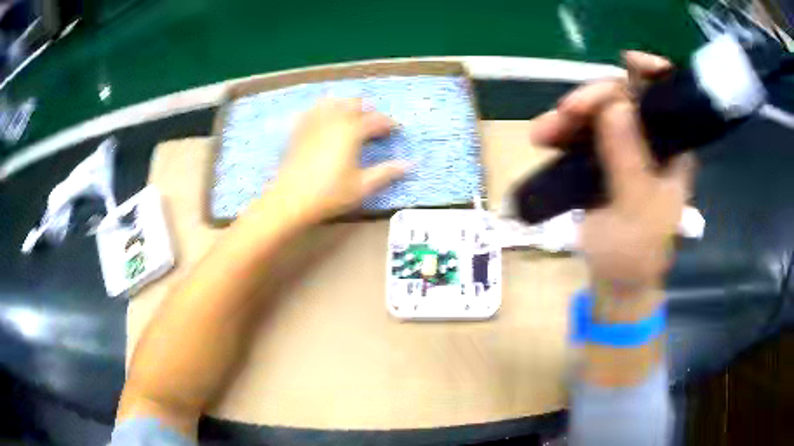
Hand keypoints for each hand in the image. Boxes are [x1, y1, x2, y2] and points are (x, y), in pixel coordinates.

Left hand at [270, 97, 408, 223]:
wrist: (290, 200)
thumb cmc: (329, 194)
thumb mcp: (362, 186)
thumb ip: (386, 172)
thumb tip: (410, 164)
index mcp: (352, 131)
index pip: (376, 120)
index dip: (388, 123)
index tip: (396, 129)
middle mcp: (333, 120)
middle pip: (354, 104)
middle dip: (368, 110)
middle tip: (374, 122)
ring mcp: (313, 123)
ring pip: (332, 102)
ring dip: (345, 104)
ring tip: (351, 114)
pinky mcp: (298, 131)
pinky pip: (311, 111)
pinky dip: (321, 109)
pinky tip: (323, 116)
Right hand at [531, 52, 695, 318]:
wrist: (614, 282)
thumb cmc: (635, 254)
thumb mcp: (636, 210)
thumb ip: (629, 160)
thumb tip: (616, 105)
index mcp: (673, 150)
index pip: (669, 99)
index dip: (652, 73)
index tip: (627, 62)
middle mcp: (651, 142)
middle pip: (625, 98)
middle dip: (595, 98)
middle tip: (566, 112)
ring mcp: (623, 148)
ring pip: (598, 113)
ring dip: (569, 115)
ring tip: (542, 133)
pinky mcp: (600, 158)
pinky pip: (580, 132)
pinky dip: (561, 131)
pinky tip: (542, 139)